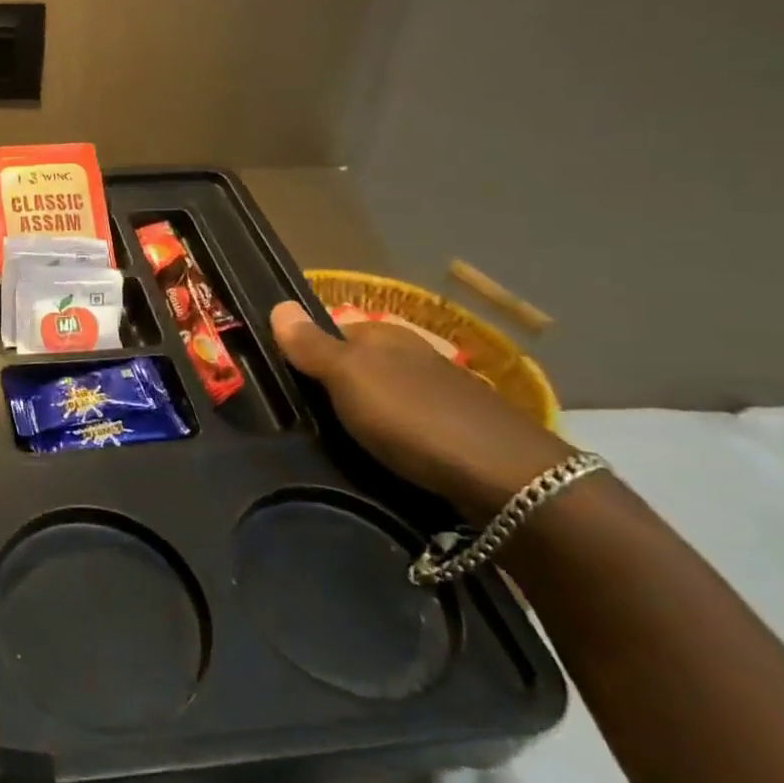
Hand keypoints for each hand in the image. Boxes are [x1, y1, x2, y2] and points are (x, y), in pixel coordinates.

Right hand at [270, 302, 571, 522]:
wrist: (505, 478)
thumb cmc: (412, 416)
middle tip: (305, 415)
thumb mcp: (348, 377)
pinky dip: (394, 436)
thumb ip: (312, 345)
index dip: (309, 350)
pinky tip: (384, 455)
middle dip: (336, 383)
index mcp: (387, 336)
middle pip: (361, 363)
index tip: (285, 380)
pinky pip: (411, 425)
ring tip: (338, 440)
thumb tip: (279, 303)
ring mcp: (442, 394)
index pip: (335, 330)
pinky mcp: (460, 432)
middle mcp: (416, 356)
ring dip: (365, 412)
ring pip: (387, 394)